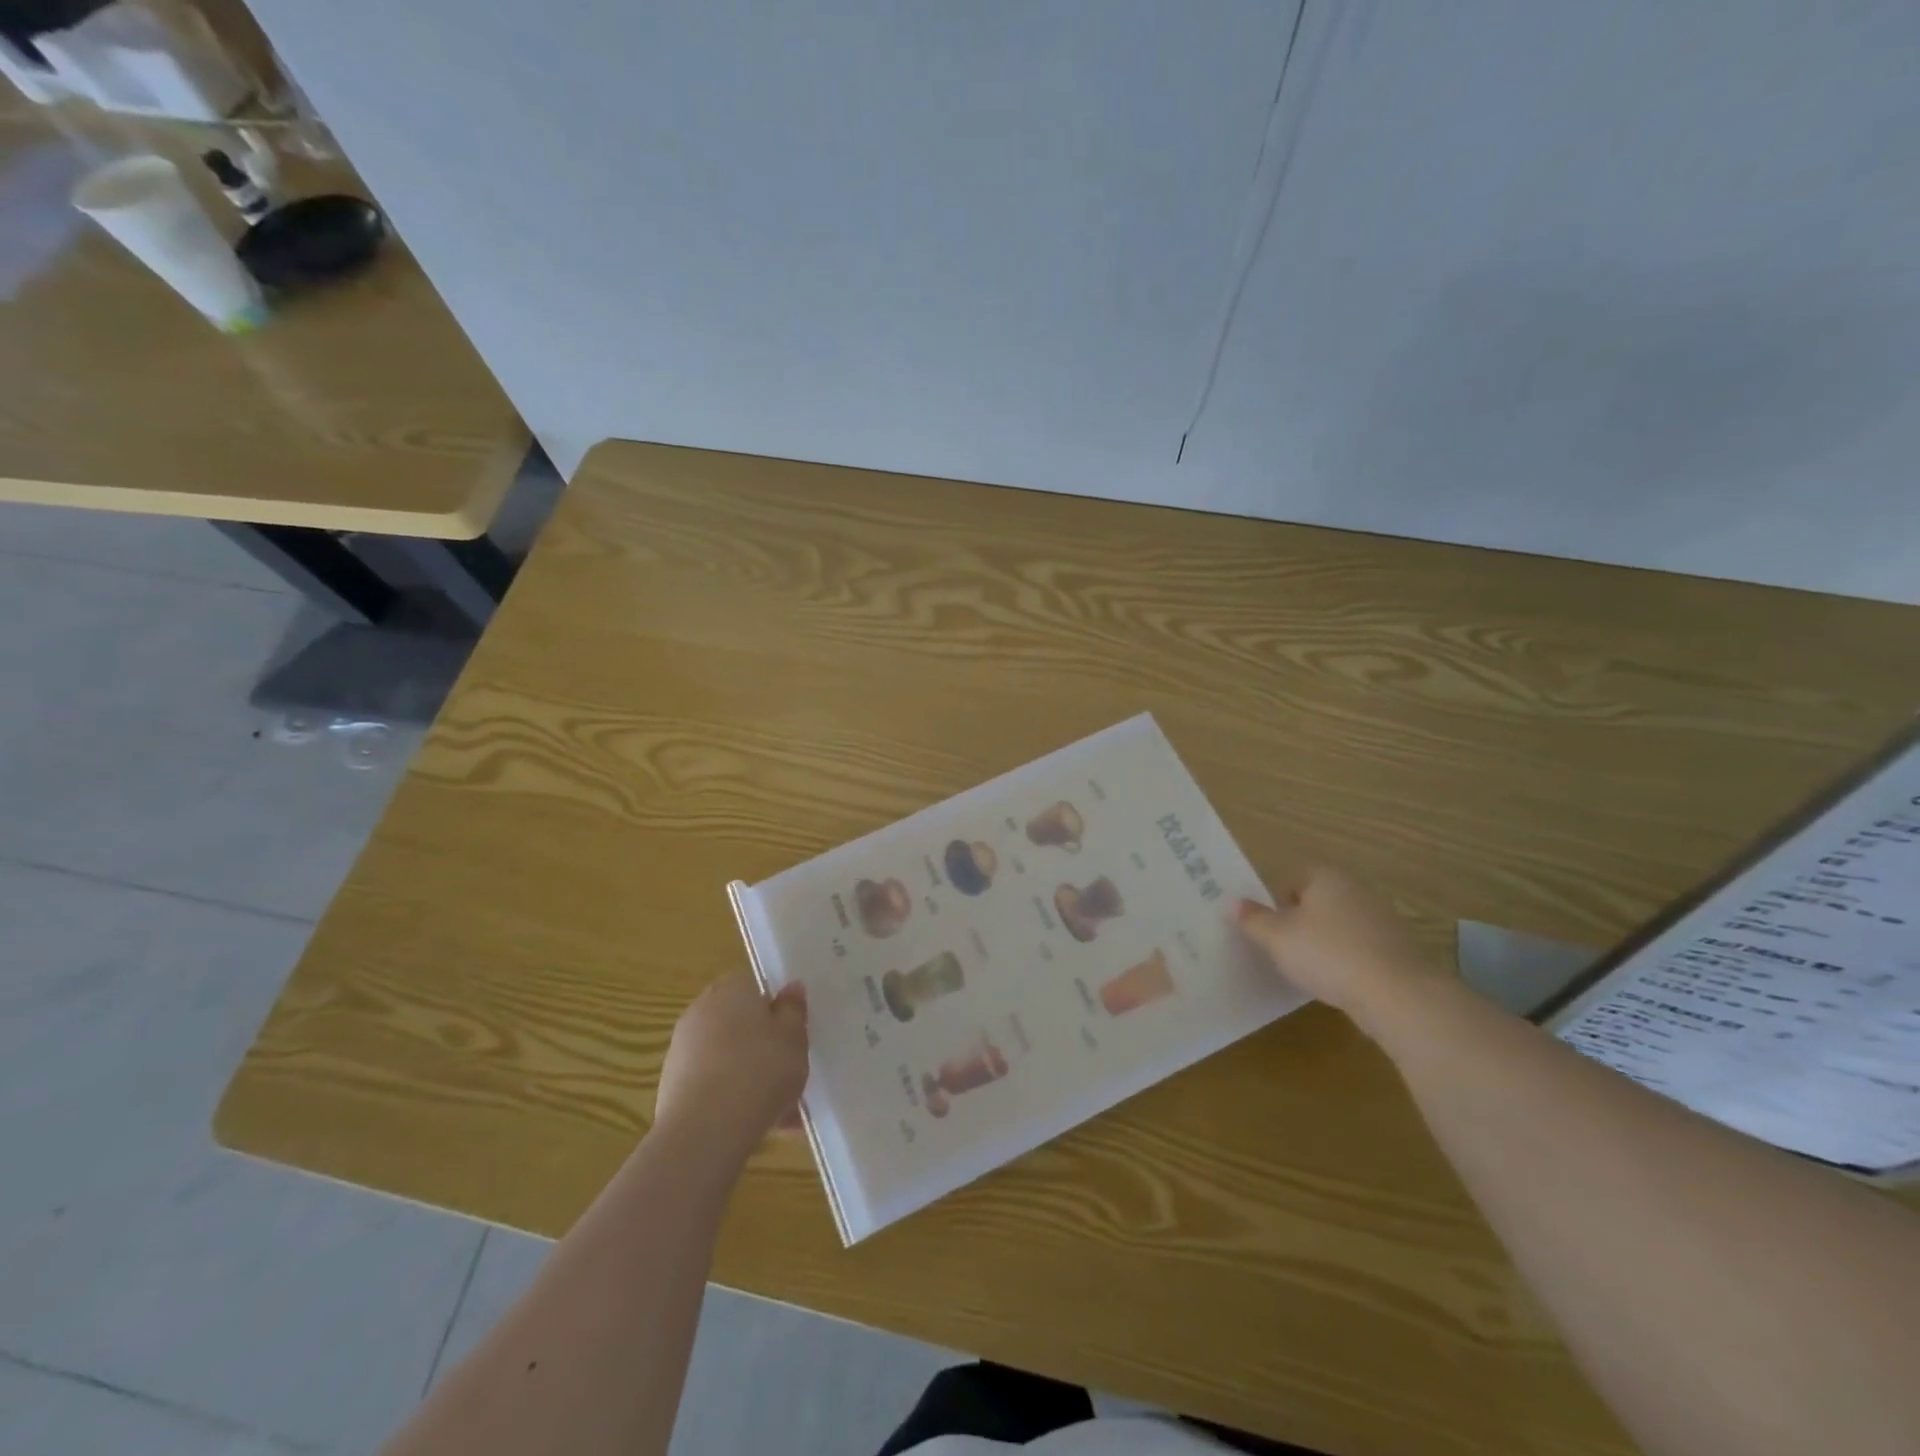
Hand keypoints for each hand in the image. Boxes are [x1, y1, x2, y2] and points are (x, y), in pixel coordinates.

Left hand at [655, 971, 808, 1160]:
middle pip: (738, 1022)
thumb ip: (793, 1010)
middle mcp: (702, 1011)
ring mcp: (682, 1050)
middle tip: (788, 1067)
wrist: (705, 1130)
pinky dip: (732, 1099)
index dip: (774, 1007)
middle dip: (761, 1043)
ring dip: (749, 1075)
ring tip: (781, 1108)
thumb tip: (791, 987)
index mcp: (732, 989)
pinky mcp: (672, 1088)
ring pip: (727, 1057)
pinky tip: (758, 1125)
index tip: (792, 1032)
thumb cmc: (760, 1070)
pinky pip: (713, 1085)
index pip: (753, 985)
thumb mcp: (794, 1037)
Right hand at [1233, 866, 1441, 1023]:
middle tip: (1282, 947)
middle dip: (1300, 920)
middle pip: (1318, 900)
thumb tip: (1232, 903)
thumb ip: (1253, 919)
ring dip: (1325, 941)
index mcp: (1326, 877)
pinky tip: (1338, 982)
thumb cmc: (1327, 954)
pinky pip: (1361, 947)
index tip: (1268, 927)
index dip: (1276, 901)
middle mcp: (1356, 889)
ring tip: (1308, 968)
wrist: (1397, 995)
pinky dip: (1347, 959)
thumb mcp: (1276, 938)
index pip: (1293, 877)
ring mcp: (1382, 918)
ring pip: (1340, 924)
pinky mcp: (1398, 949)